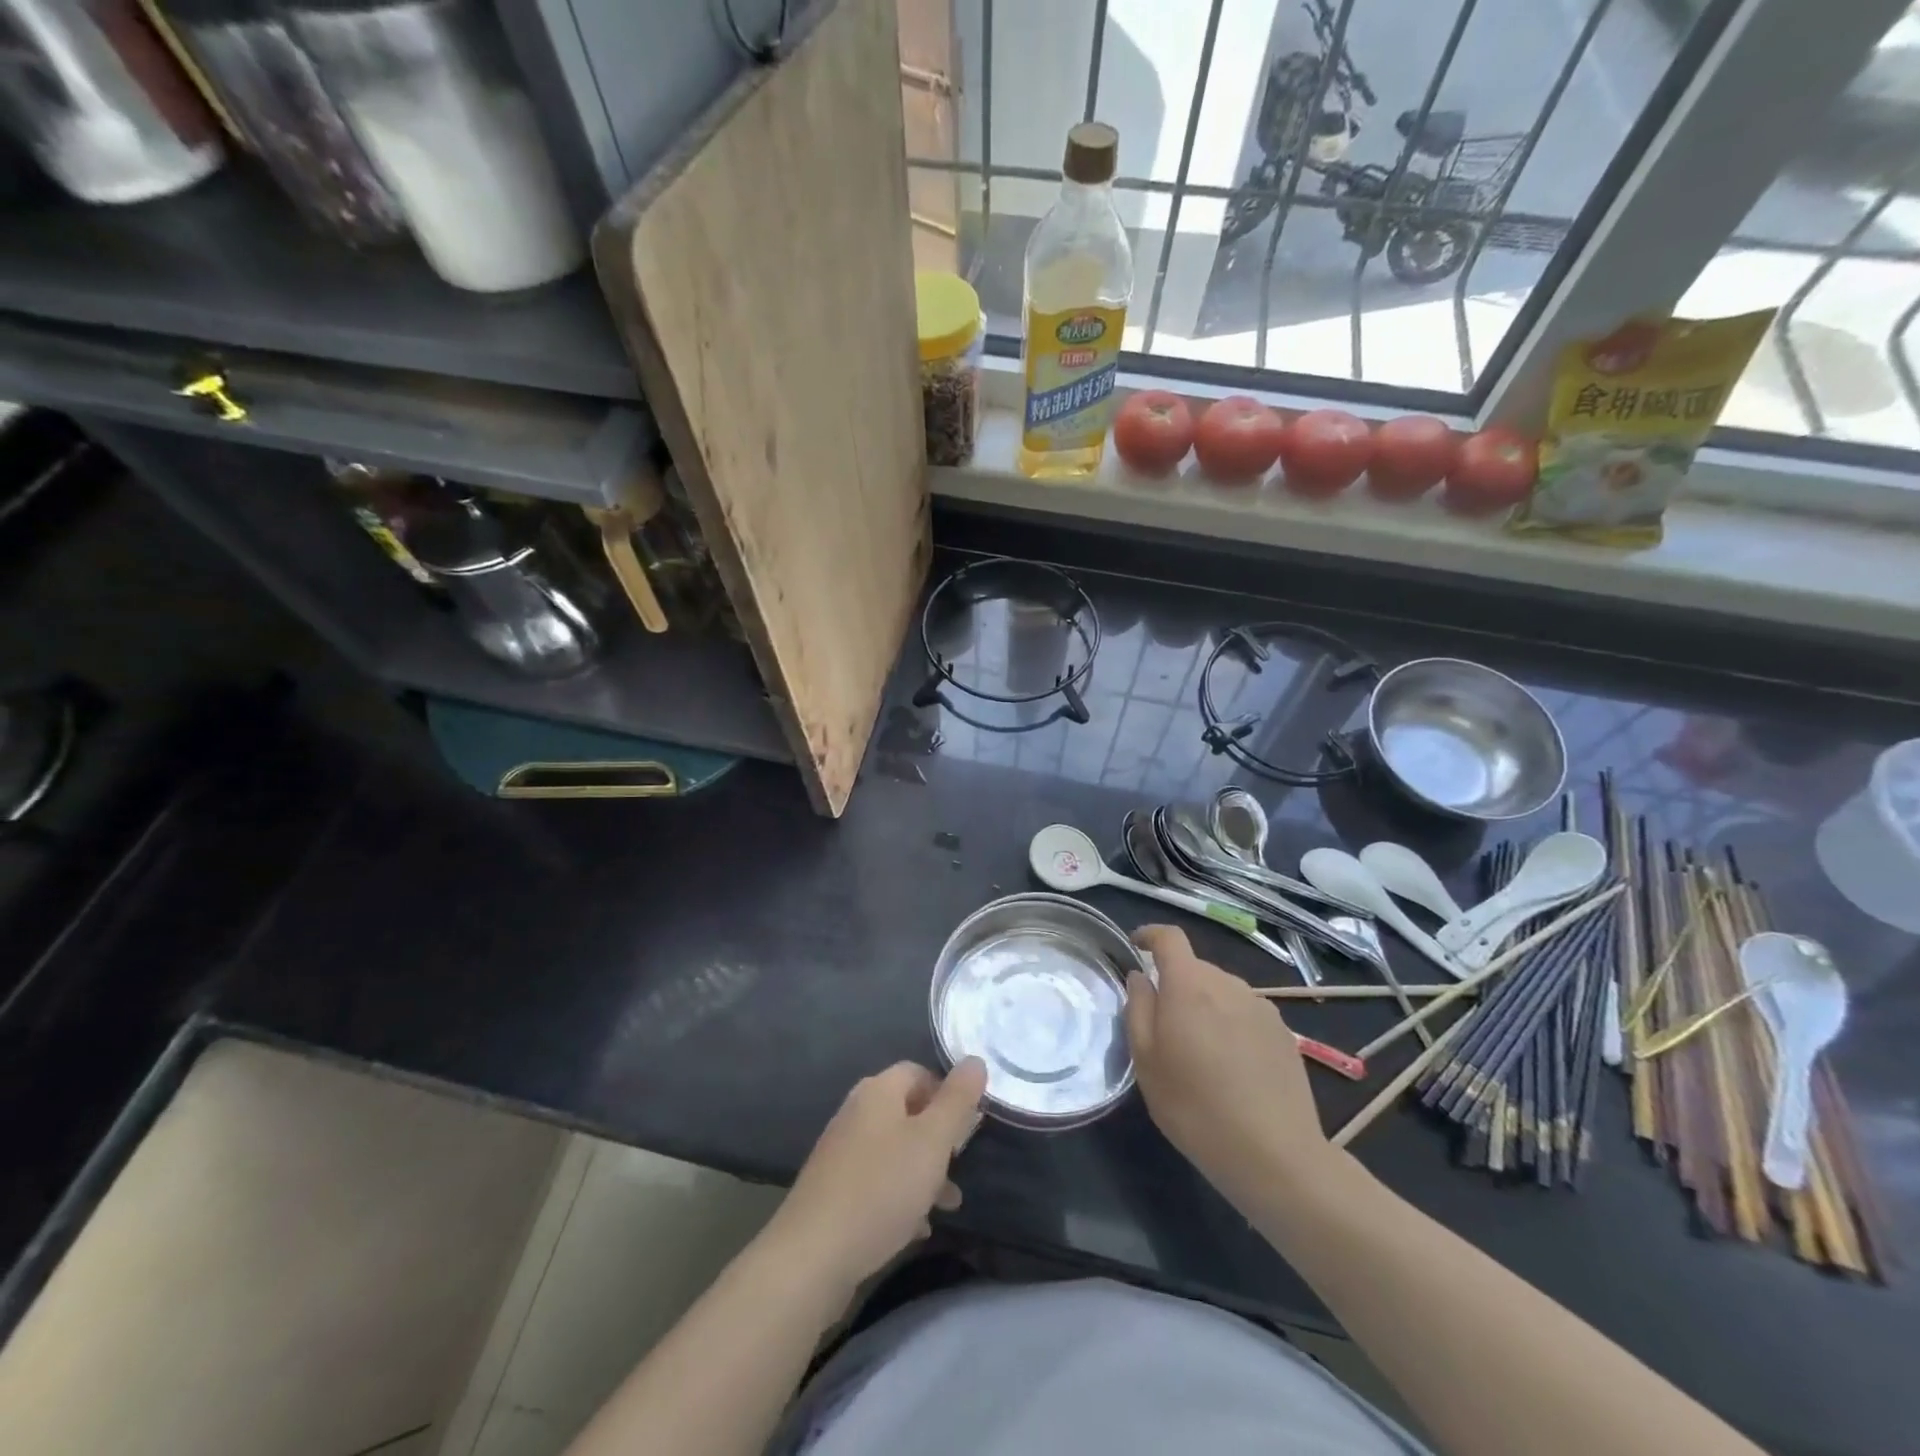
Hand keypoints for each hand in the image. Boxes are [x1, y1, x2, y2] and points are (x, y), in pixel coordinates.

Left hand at [767, 1059, 985, 1296]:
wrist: (813, 1255)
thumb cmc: (881, 1188)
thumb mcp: (932, 1141)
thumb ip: (957, 1100)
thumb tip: (975, 1060)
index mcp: (878, 1091)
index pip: (919, 1072)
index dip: (947, 1093)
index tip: (968, 1126)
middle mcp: (856, 1111)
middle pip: (907, 1111)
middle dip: (938, 1138)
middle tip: (960, 1166)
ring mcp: (841, 1150)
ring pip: (894, 1149)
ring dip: (923, 1172)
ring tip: (947, 1205)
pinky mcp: (833, 1188)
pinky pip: (876, 1180)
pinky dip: (899, 1195)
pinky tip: (915, 1227)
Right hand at [1126, 925, 1329, 1202]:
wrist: (1274, 1154)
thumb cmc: (1195, 1107)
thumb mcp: (1146, 1062)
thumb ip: (1138, 1009)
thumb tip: (1140, 977)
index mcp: (1189, 985)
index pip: (1169, 938)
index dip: (1150, 935)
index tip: (1136, 946)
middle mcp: (1227, 984)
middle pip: (1195, 968)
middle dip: (1176, 984)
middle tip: (1164, 1026)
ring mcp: (1260, 1007)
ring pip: (1221, 991)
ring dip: (1205, 1006)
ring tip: (1199, 1051)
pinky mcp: (1283, 1032)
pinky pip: (1245, 1013)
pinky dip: (1230, 1024)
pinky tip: (1231, 1067)